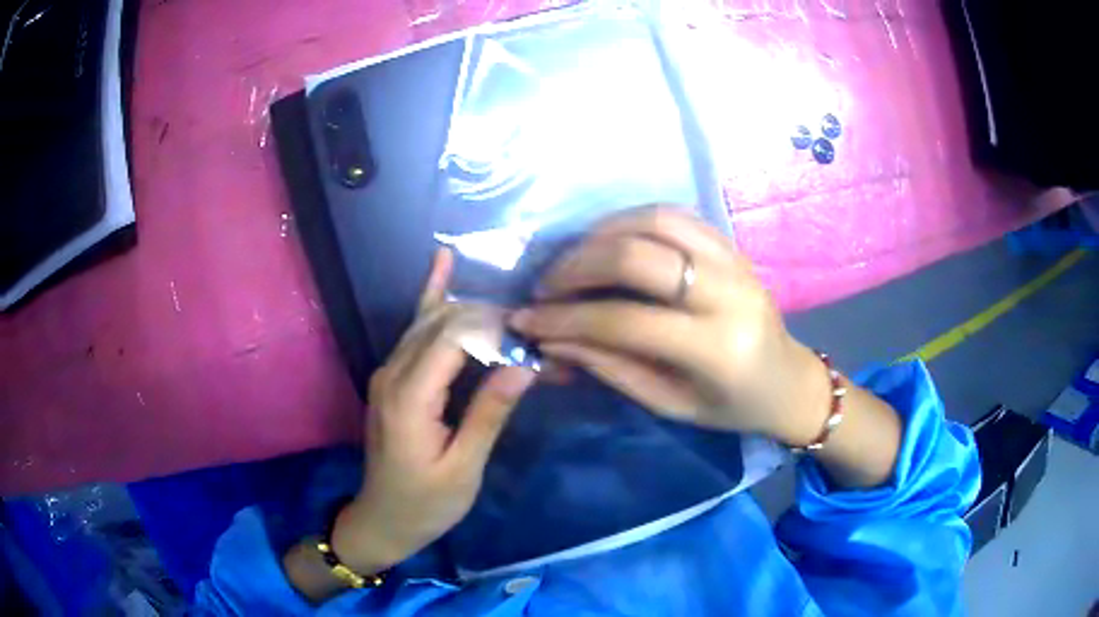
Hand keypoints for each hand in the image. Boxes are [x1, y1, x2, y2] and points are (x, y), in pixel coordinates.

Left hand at [331, 249, 535, 573]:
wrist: (383, 519)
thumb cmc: (427, 503)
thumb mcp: (464, 467)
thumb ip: (489, 413)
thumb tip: (525, 365)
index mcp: (409, 397)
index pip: (454, 338)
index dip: (494, 327)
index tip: (532, 334)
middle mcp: (392, 373)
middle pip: (441, 322)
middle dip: (486, 316)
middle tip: (529, 324)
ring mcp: (387, 372)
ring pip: (428, 320)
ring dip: (469, 310)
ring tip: (509, 309)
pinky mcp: (391, 377)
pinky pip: (415, 332)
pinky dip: (433, 300)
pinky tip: (443, 266)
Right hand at [509, 206, 828, 445]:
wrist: (788, 381)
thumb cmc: (731, 407)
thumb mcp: (671, 404)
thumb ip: (612, 368)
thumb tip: (552, 339)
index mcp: (715, 349)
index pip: (624, 321)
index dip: (566, 319)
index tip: (526, 319)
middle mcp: (727, 294)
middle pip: (637, 256)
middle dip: (578, 266)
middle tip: (546, 286)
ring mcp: (733, 261)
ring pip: (655, 220)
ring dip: (602, 233)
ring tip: (573, 260)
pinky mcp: (732, 245)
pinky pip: (676, 215)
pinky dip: (633, 221)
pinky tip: (611, 241)